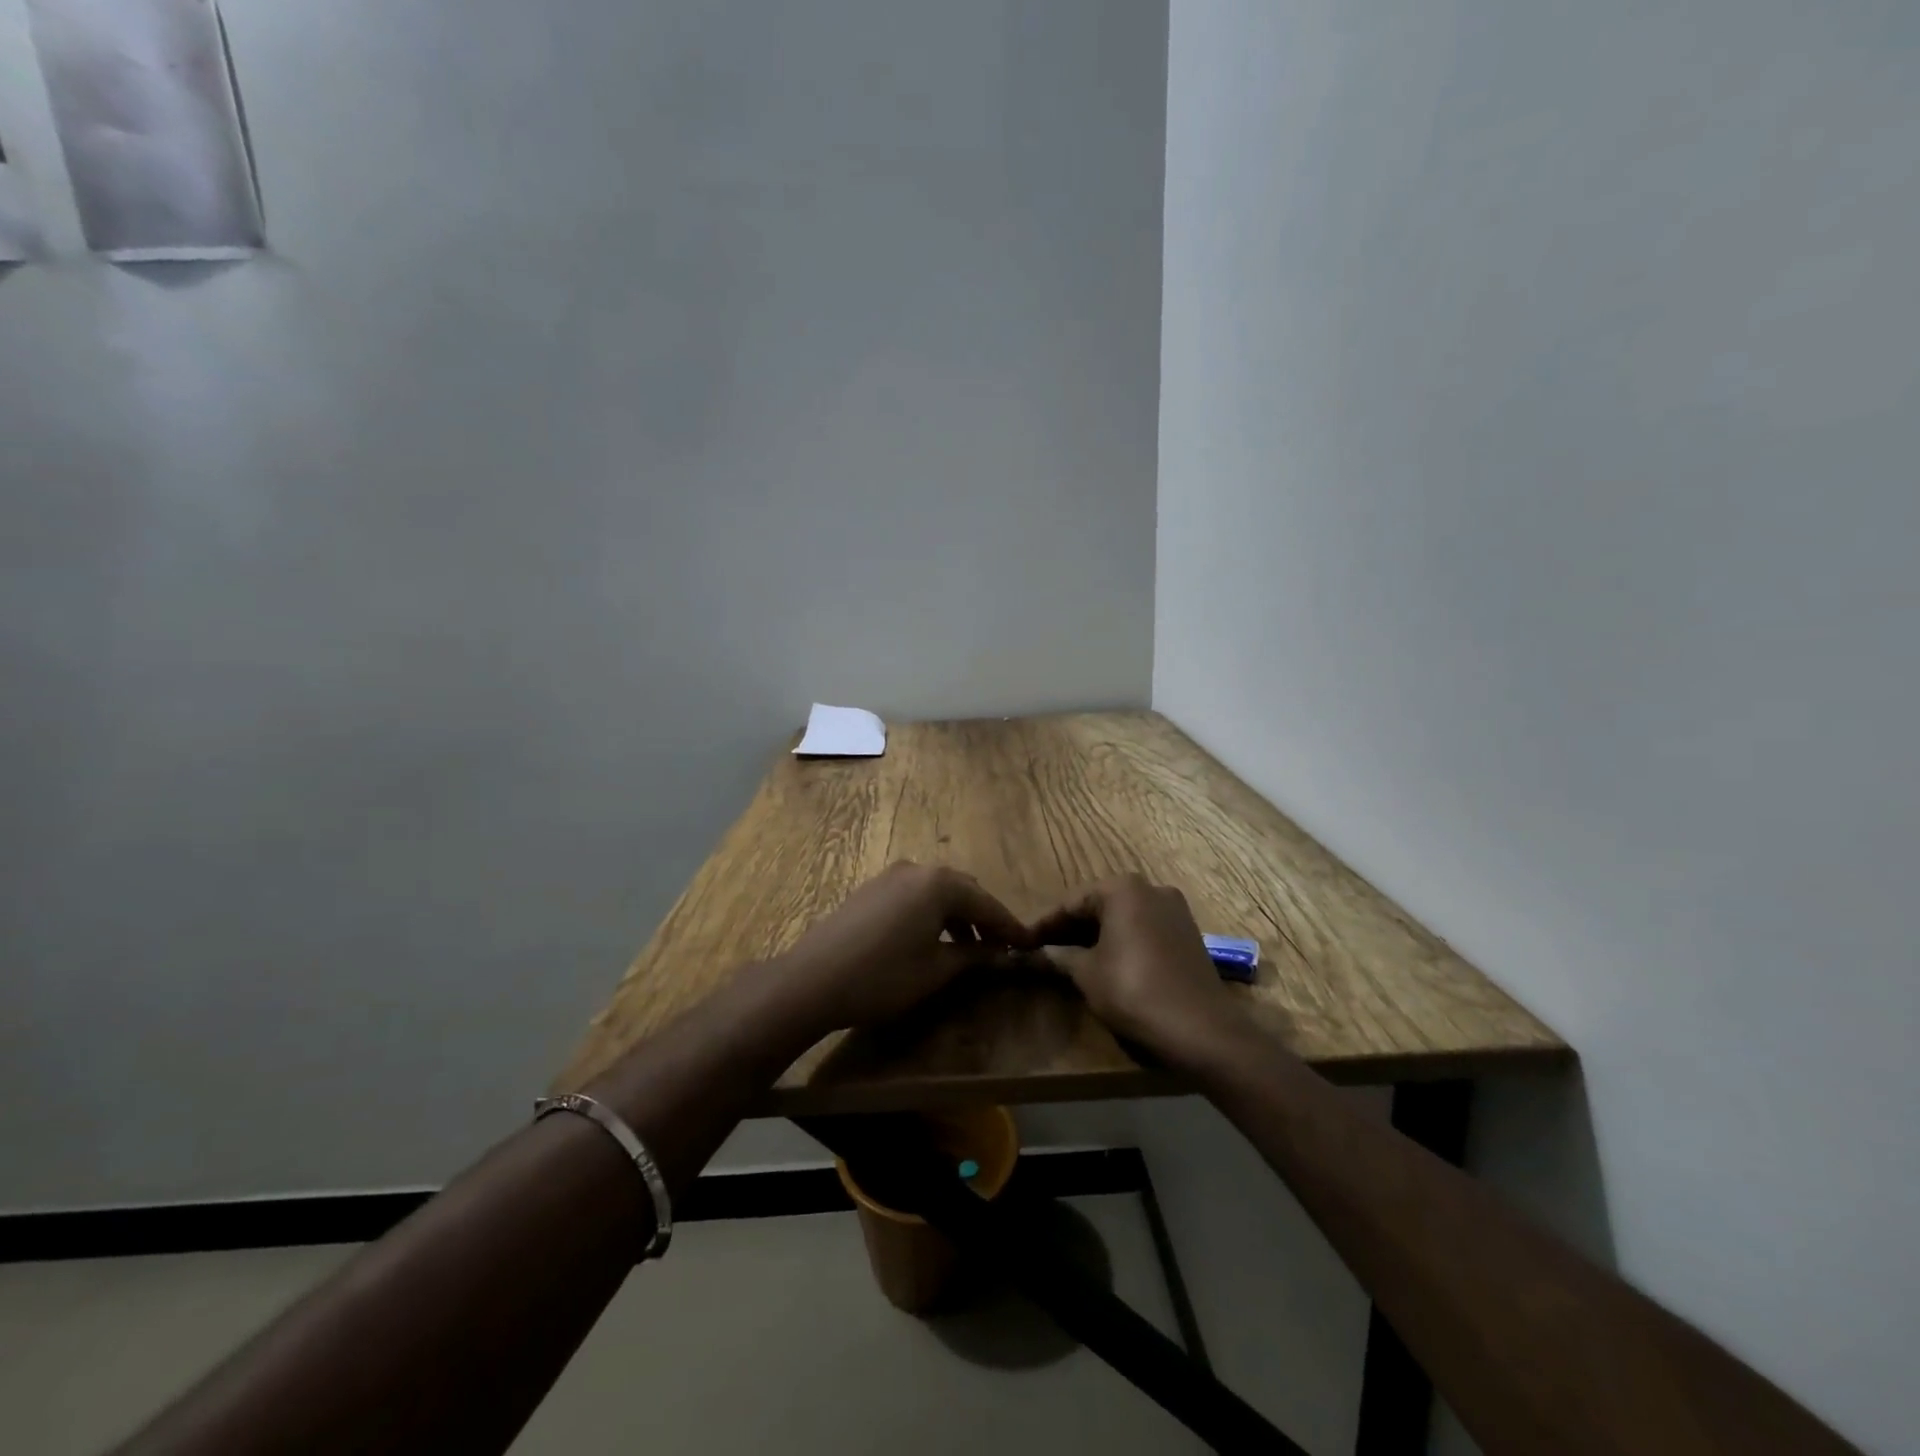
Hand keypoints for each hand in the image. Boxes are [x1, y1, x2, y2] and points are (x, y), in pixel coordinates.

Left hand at [771, 862, 1034, 1032]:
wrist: (812, 980)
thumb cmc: (883, 976)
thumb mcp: (935, 970)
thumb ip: (973, 957)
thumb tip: (999, 954)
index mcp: (939, 884)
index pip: (986, 903)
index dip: (1010, 927)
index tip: (1030, 944)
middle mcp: (917, 869)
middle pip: (963, 890)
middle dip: (984, 918)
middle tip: (1001, 947)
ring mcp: (890, 876)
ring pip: (937, 892)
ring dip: (957, 917)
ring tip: (970, 951)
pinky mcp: (871, 890)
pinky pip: (914, 896)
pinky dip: (932, 915)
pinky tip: (933, 941)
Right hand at [1031, 874, 1239, 1054]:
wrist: (1202, 1029)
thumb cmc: (1134, 990)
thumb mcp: (1087, 974)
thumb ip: (1060, 957)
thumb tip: (1037, 953)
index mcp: (1122, 888)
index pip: (1071, 902)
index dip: (1044, 924)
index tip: (1023, 941)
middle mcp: (1150, 888)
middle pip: (1099, 905)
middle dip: (1071, 928)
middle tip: (1044, 950)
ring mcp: (1174, 910)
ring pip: (1123, 917)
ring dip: (1096, 934)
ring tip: (1070, 958)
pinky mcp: (1188, 933)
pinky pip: (1143, 929)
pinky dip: (1122, 941)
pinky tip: (1106, 962)